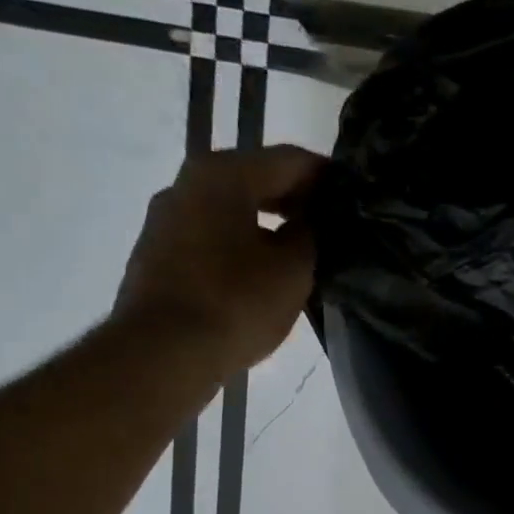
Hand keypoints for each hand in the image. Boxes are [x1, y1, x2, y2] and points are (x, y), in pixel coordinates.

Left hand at [112, 145, 324, 372]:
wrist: (163, 353)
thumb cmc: (236, 303)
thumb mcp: (293, 270)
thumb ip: (311, 235)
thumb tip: (313, 222)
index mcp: (223, 174)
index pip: (290, 160)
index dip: (328, 178)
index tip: (355, 200)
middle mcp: (188, 183)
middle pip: (256, 180)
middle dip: (297, 201)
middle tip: (334, 229)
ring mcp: (166, 218)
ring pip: (232, 210)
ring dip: (268, 225)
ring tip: (302, 254)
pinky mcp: (158, 254)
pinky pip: (212, 236)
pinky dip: (242, 244)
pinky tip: (264, 274)